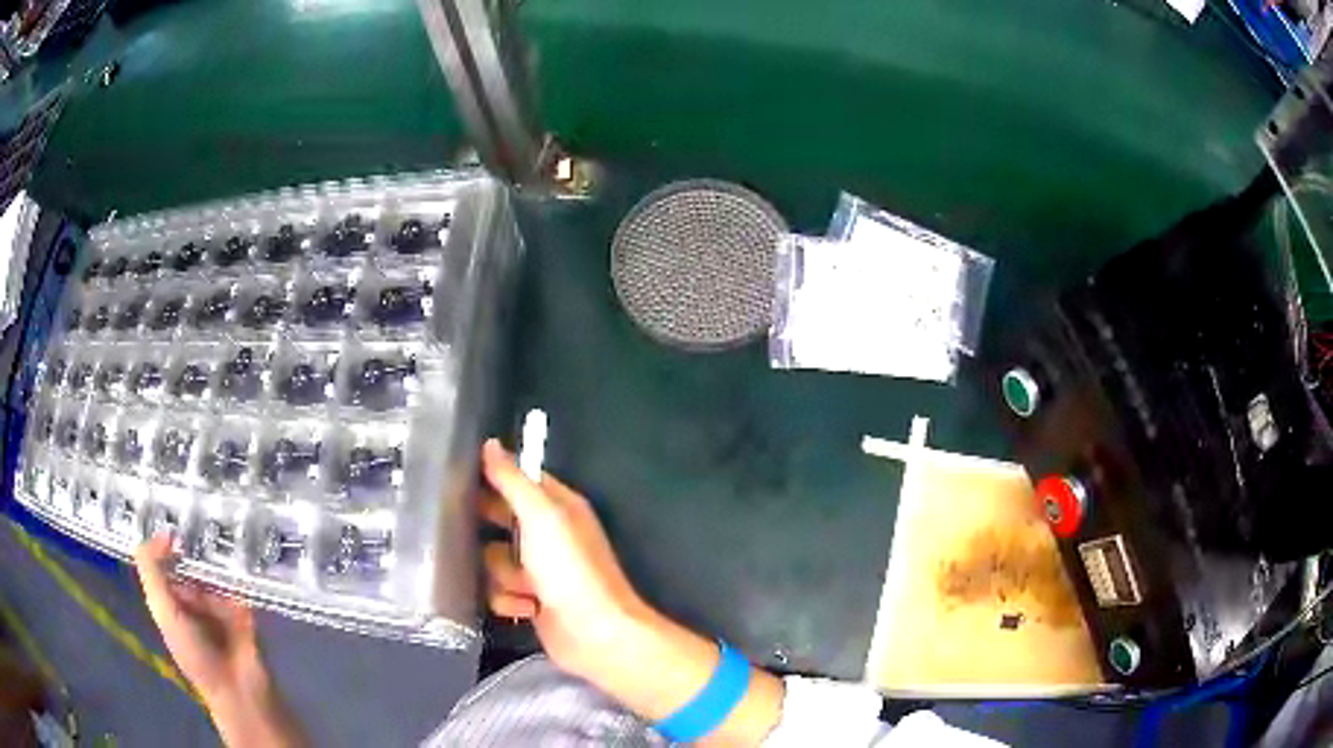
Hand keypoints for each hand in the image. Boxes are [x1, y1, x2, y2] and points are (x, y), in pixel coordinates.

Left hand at [134, 533, 259, 702]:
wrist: (238, 686)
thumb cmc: (193, 652)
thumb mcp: (163, 610)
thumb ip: (152, 570)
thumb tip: (163, 531)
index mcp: (169, 602)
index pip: (161, 564)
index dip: (161, 544)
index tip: (171, 527)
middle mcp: (191, 600)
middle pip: (187, 564)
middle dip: (190, 545)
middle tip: (195, 519)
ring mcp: (218, 604)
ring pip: (212, 570)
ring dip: (214, 554)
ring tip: (218, 531)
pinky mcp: (243, 608)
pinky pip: (237, 582)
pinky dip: (237, 569)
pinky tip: (237, 550)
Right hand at [479, 439, 785, 744]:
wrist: (594, 634)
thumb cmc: (570, 570)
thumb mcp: (541, 517)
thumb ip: (513, 481)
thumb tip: (490, 443)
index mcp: (557, 507)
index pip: (517, 480)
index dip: (491, 480)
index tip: (458, 481)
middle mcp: (547, 534)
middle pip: (498, 520)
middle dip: (487, 532)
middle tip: (466, 534)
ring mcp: (538, 570)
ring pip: (493, 559)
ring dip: (503, 575)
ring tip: (525, 586)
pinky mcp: (530, 600)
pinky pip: (499, 591)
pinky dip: (509, 601)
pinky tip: (528, 609)